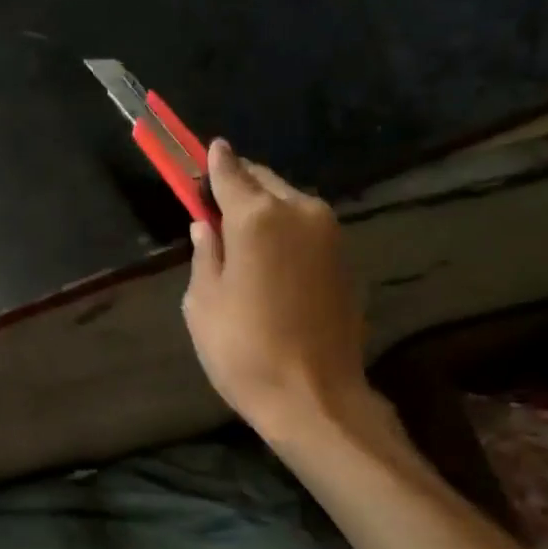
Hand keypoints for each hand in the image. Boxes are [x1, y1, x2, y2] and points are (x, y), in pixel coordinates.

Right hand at [182, 140, 378, 444]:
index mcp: (257, 217)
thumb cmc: (243, 349)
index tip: (202, 151)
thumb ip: (205, 253)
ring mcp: (330, 234)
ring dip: (264, 208)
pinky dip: (285, 230)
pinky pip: (307, 228)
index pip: (229, 172)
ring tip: (240, 235)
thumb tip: (206, 225)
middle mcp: (300, 211)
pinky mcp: (345, 258)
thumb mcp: (202, 302)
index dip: (211, 162)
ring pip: (289, 202)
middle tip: (215, 202)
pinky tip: (269, 259)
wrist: (315, 397)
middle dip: (239, 184)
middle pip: (263, 181)